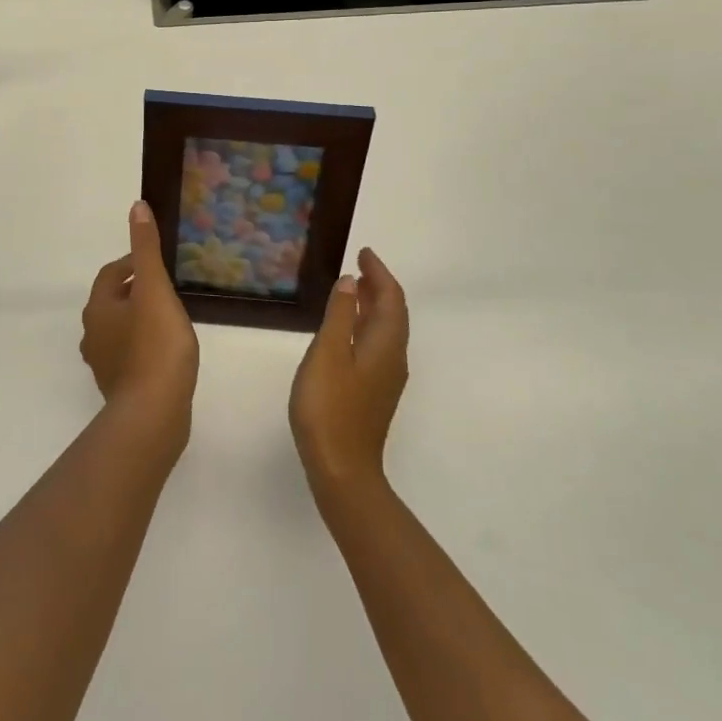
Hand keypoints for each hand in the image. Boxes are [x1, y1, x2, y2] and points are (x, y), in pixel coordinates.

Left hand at [80, 201, 199, 430]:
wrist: (154, 413)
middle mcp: (93, 334)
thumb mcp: (154, 288)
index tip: (160, 266)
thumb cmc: (155, 345)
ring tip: (170, 319)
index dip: (134, 264)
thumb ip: (146, 249)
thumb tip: (136, 206)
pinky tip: (167, 352)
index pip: (112, 274)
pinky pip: (129, 356)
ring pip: (120, 329)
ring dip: (139, 320)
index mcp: (98, 308)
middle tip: (168, 290)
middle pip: (113, 302)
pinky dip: (144, 346)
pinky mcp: (119, 387)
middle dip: (137, 292)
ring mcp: (103, 364)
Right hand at [289, 247, 409, 495]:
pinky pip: (377, 345)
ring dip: (373, 306)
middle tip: (359, 266)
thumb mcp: (328, 353)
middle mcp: (394, 358)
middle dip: (379, 286)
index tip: (364, 252)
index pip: (391, 298)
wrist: (342, 468)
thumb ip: (339, 314)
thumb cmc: (330, 406)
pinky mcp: (375, 393)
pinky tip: (347, 330)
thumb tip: (352, 281)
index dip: (379, 273)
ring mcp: (386, 378)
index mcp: (386, 344)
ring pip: (386, 331)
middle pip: (393, 313)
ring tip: (353, 290)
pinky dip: (366, 325)